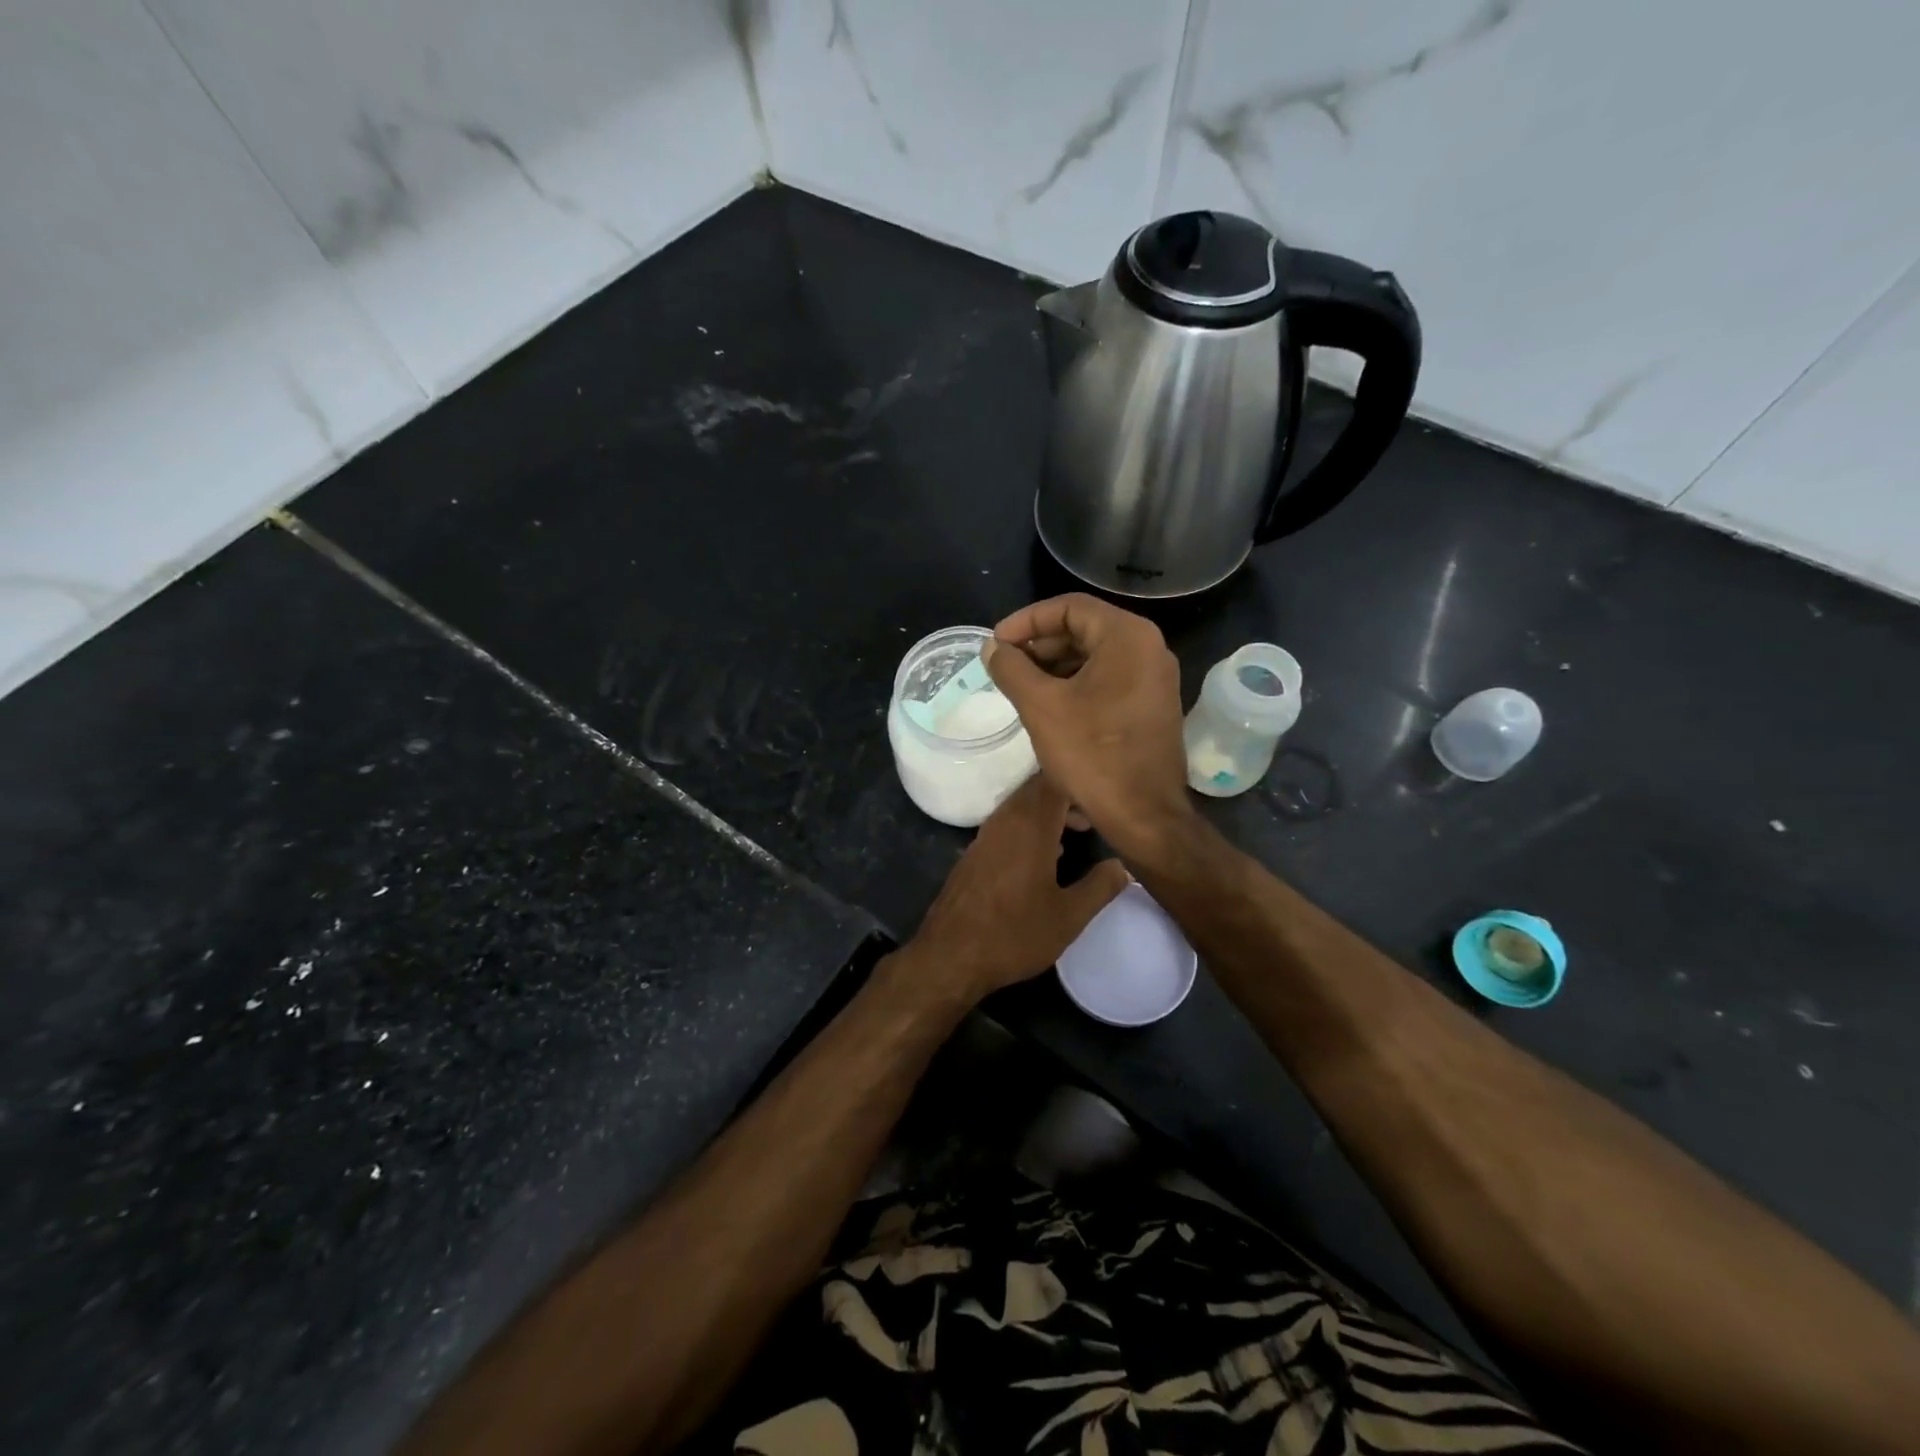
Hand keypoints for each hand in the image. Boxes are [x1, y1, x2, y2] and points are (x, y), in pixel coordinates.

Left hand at [891, 774, 1128, 1007]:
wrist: (950, 956)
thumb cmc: (1014, 934)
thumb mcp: (1069, 917)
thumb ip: (1100, 887)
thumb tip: (1123, 866)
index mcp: (1030, 826)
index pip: (1055, 781)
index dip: (1082, 784)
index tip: (1104, 801)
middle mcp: (1005, 821)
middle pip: (1037, 790)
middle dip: (1067, 797)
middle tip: (1094, 819)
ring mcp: (985, 836)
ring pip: (1020, 808)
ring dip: (1047, 814)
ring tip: (1075, 835)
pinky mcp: (973, 853)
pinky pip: (1006, 826)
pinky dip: (1028, 829)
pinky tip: (1044, 857)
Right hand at [984, 594, 1192, 858]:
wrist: (1145, 815)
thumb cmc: (1092, 754)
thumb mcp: (1041, 707)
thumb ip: (1011, 669)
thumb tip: (992, 648)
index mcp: (1128, 637)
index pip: (1069, 607)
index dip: (1026, 620)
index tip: (996, 644)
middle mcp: (1149, 649)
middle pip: (1084, 629)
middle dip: (1039, 644)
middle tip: (1005, 666)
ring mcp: (1155, 679)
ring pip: (1096, 656)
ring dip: (1055, 666)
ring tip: (1020, 687)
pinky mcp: (1152, 706)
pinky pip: (1109, 679)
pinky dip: (1076, 684)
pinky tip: (1049, 705)